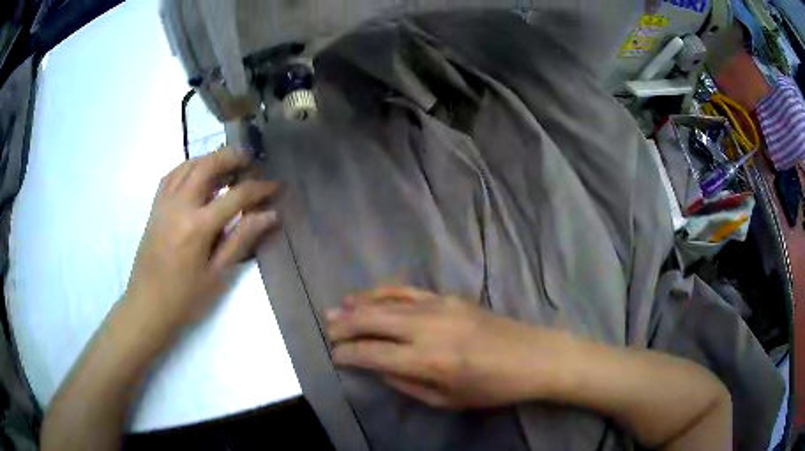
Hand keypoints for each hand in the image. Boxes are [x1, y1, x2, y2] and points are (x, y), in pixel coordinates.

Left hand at [123, 148, 278, 342]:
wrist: (147, 306)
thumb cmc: (185, 298)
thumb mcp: (217, 275)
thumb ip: (241, 240)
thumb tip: (269, 215)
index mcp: (198, 226)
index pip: (235, 196)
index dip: (259, 188)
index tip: (275, 185)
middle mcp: (179, 206)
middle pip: (207, 166)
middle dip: (232, 157)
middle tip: (250, 160)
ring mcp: (164, 204)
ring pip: (188, 165)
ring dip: (210, 158)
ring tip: (227, 165)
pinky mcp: (155, 208)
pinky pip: (171, 175)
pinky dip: (188, 167)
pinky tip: (197, 174)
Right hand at [326, 287, 560, 408]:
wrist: (533, 356)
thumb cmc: (492, 387)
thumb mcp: (446, 399)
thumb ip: (406, 383)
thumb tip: (377, 366)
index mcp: (428, 361)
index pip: (372, 352)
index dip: (349, 354)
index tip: (334, 356)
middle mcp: (428, 328)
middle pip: (373, 320)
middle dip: (345, 325)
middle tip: (327, 330)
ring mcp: (439, 306)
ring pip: (386, 301)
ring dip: (358, 305)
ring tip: (335, 310)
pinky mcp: (449, 297)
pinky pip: (408, 290)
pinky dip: (383, 291)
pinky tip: (369, 295)